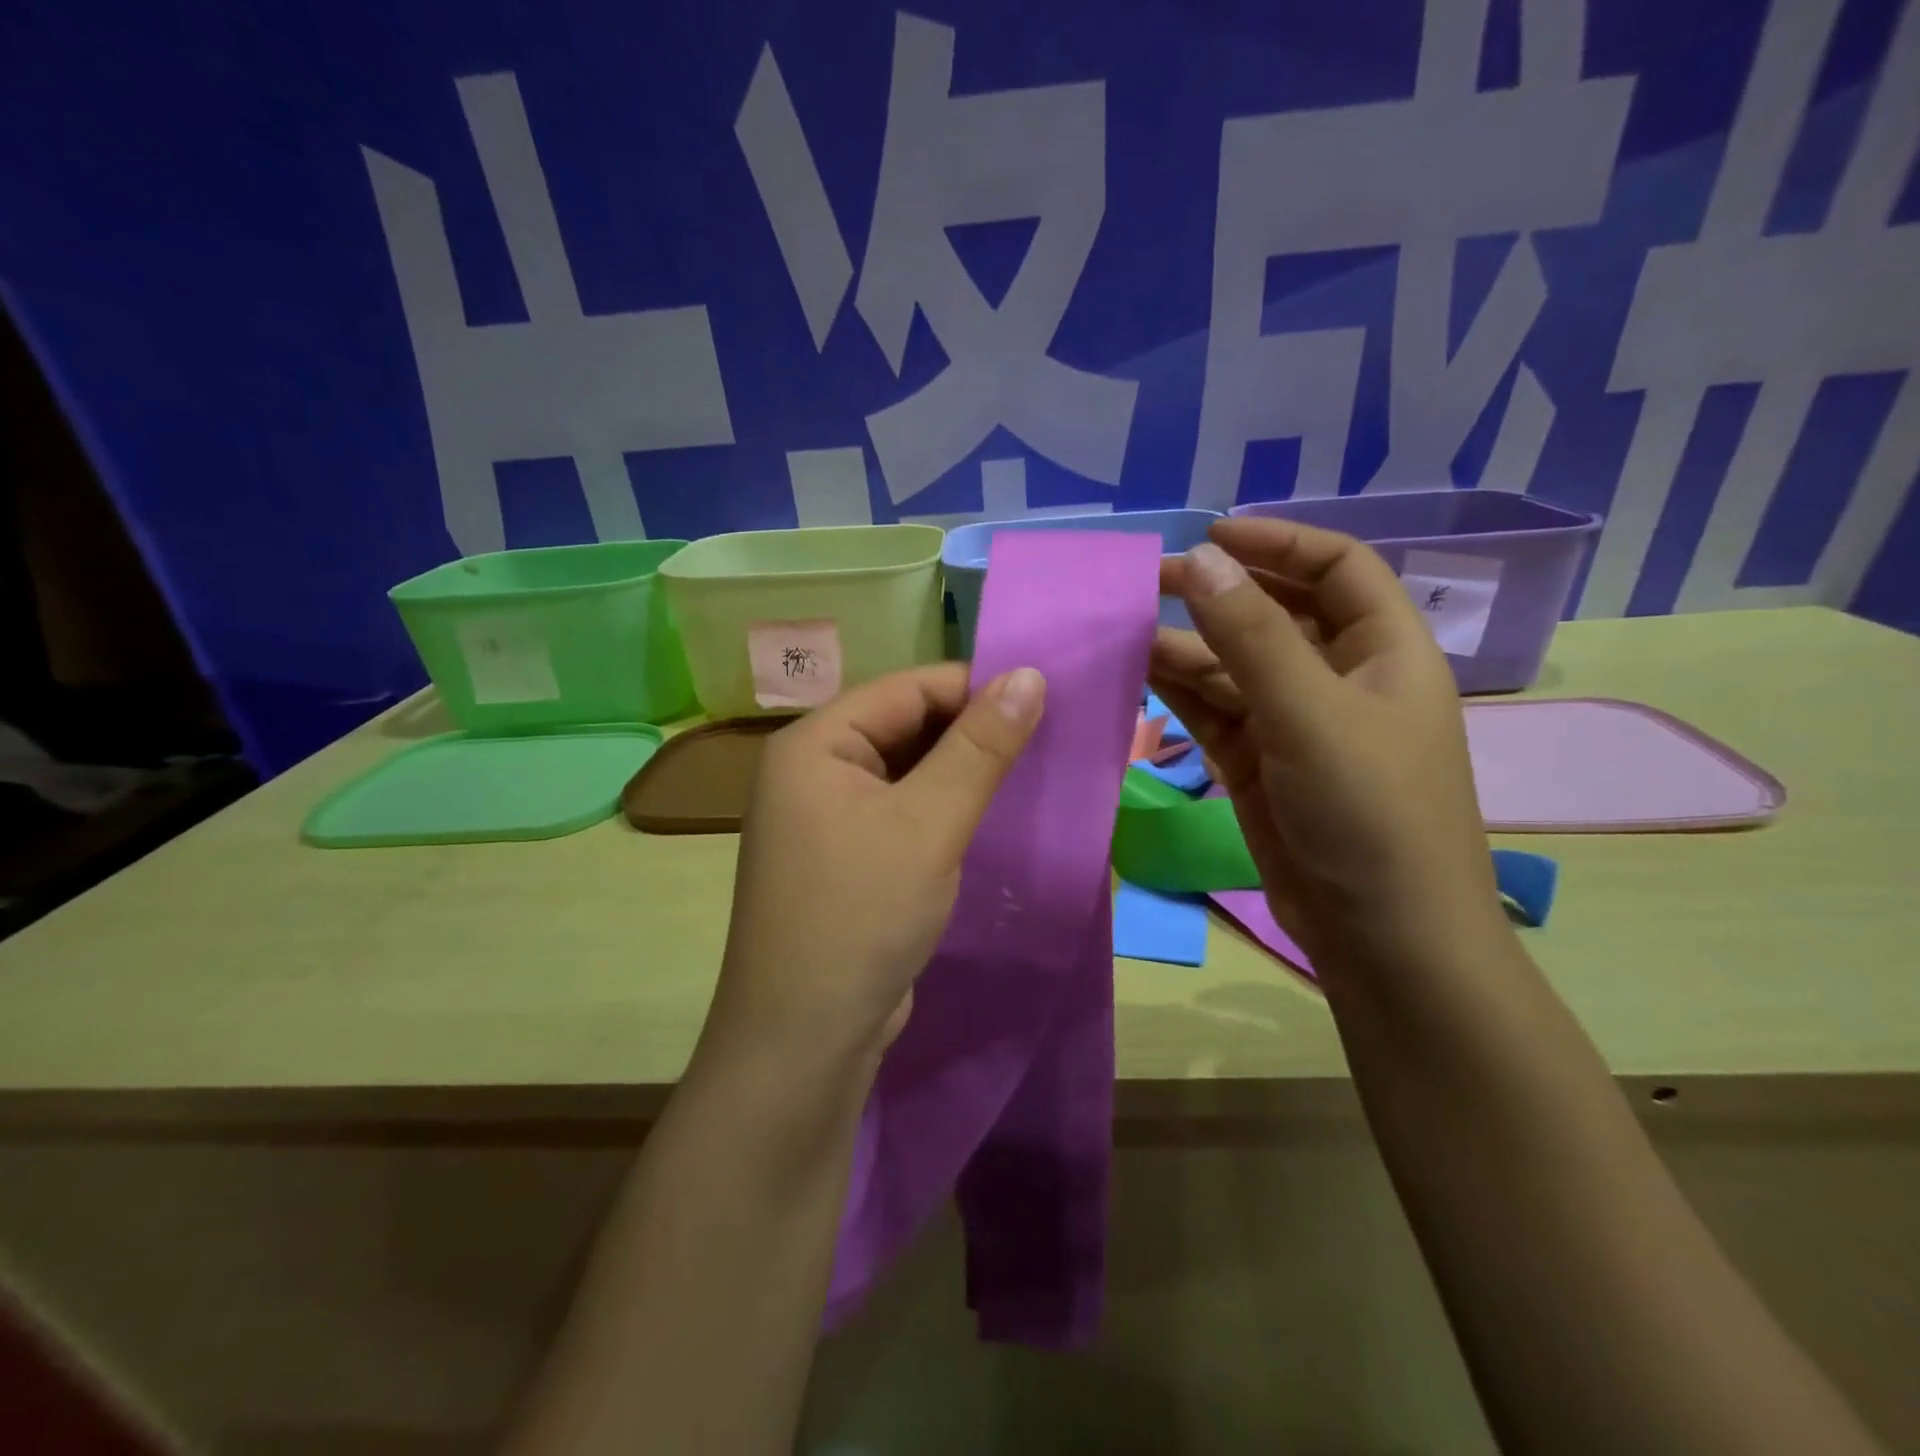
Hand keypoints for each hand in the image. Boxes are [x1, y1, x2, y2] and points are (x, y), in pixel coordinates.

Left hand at [703, 663, 1045, 1077]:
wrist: (804, 1040)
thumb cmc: (861, 915)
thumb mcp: (929, 824)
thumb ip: (980, 748)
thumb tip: (1029, 674)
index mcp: (814, 744)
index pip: (906, 689)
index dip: (974, 688)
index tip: (1043, 700)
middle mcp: (813, 772)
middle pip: (904, 727)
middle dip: (972, 733)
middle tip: (1046, 740)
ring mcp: (826, 819)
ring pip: (908, 773)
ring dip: (963, 774)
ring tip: (1030, 774)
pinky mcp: (847, 859)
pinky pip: (902, 813)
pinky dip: (944, 810)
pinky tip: (989, 818)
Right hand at [1152, 517, 1499, 972]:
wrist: (1380, 937)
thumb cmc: (1369, 813)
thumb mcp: (1310, 713)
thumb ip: (1250, 635)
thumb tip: (1198, 559)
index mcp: (1384, 651)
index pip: (1337, 568)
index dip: (1278, 542)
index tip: (1210, 534)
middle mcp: (1340, 679)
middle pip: (1276, 614)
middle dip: (1218, 593)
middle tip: (1147, 581)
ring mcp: (1294, 725)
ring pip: (1233, 666)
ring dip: (1185, 646)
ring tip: (1123, 629)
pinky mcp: (1257, 764)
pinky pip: (1213, 711)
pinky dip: (1177, 691)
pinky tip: (1135, 674)